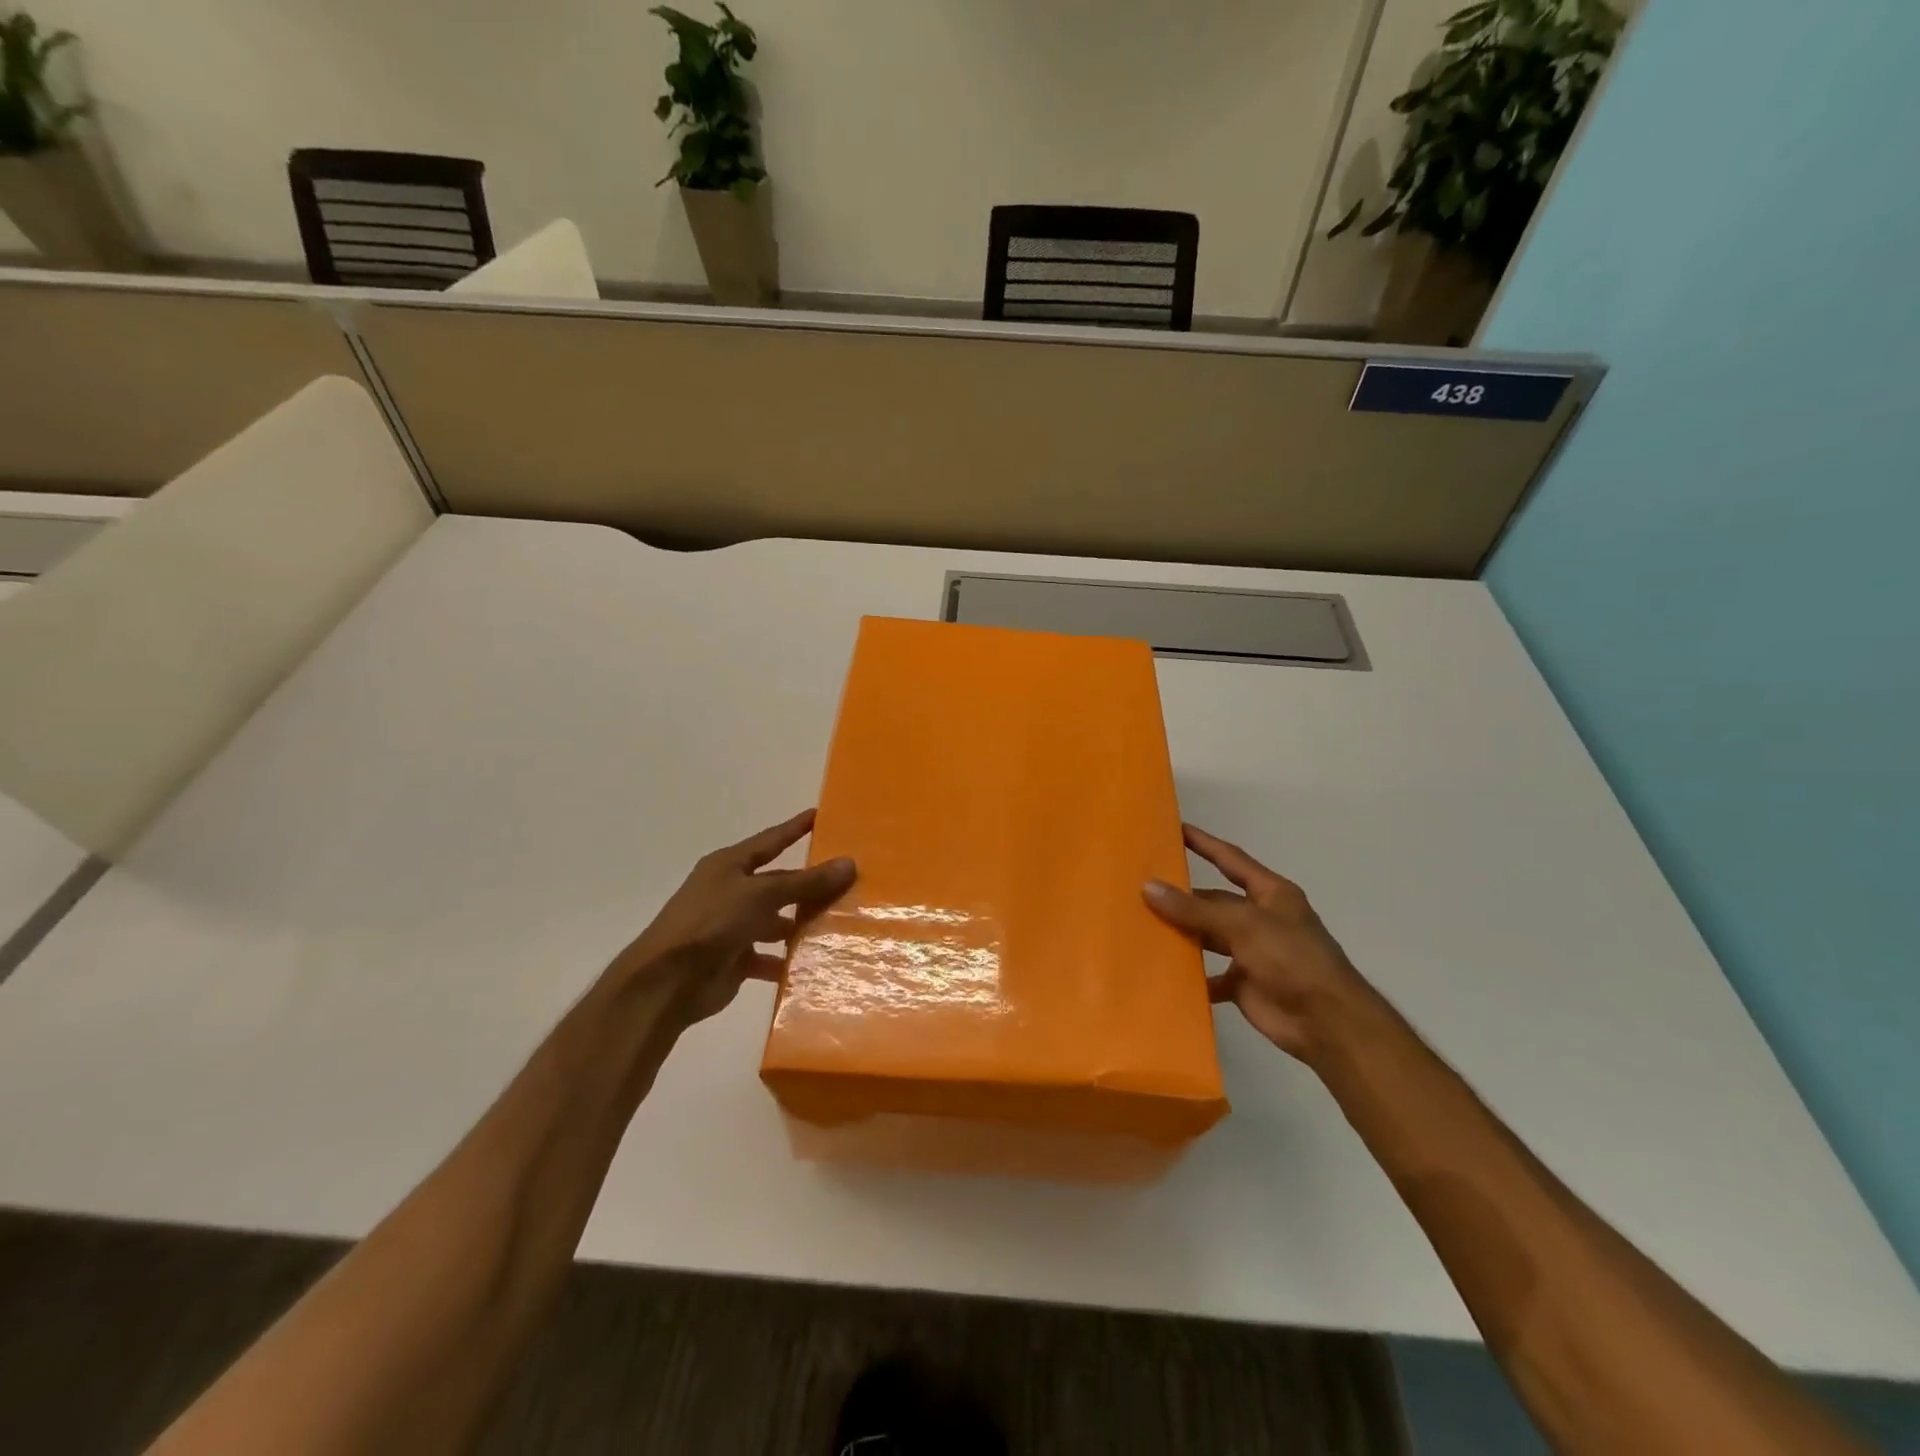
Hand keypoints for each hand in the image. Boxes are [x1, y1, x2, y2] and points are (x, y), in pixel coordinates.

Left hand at [616, 809, 855, 1027]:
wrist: (667, 982)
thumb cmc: (711, 923)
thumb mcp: (761, 895)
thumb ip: (805, 882)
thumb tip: (849, 863)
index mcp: (729, 866)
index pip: (771, 840)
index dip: (795, 828)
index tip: (820, 815)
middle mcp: (730, 892)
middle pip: (778, 883)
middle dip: (808, 884)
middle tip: (848, 881)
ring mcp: (731, 927)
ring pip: (776, 920)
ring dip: (801, 924)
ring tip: (839, 924)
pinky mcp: (734, 960)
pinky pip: (768, 956)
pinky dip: (786, 960)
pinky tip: (815, 962)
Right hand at [1143, 824, 1369, 1062]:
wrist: (1327, 1023)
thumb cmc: (1292, 959)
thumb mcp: (1242, 925)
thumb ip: (1195, 908)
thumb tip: (1148, 887)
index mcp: (1270, 894)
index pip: (1230, 860)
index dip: (1203, 844)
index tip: (1173, 829)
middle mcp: (1260, 918)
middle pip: (1214, 901)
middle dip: (1182, 897)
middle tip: (1140, 888)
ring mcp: (1252, 952)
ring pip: (1208, 936)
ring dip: (1182, 934)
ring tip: (1143, 926)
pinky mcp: (1244, 984)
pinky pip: (1210, 974)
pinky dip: (1190, 975)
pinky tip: (1163, 971)